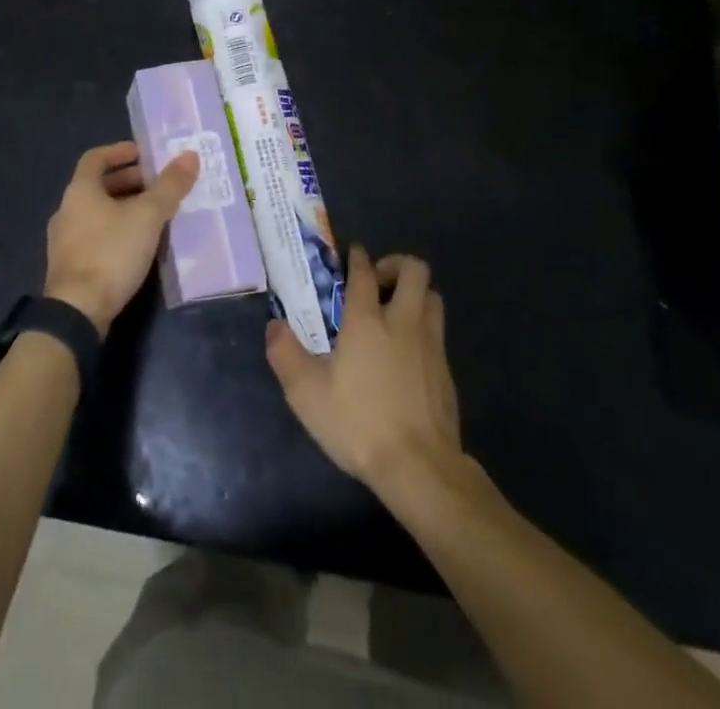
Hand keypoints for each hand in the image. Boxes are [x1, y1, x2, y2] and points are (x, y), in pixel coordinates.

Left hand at [45, 141, 199, 335]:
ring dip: (124, 207)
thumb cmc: (111, 252)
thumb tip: (190, 155)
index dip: (119, 151)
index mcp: (80, 190)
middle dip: (129, 181)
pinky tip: (138, 245)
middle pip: (98, 185)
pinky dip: (117, 230)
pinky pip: (95, 235)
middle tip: (158, 185)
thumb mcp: (148, 216)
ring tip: (155, 214)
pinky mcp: (70, 266)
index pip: (96, 158)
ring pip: (97, 212)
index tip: (143, 153)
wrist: (77, 312)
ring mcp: (64, 240)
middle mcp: (66, 209)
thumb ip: (170, 186)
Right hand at [266, 246, 462, 499]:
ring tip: (395, 312)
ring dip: (415, 294)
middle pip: (414, 269)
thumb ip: (286, 355)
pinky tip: (407, 353)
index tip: (353, 253)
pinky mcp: (446, 369)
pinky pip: (438, 330)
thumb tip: (273, 326)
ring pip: (433, 296)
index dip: (357, 257)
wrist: (419, 466)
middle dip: (396, 265)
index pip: (364, 271)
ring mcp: (430, 344)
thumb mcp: (307, 394)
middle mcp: (402, 321)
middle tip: (378, 282)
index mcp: (367, 320)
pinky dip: (423, 327)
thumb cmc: (359, 423)